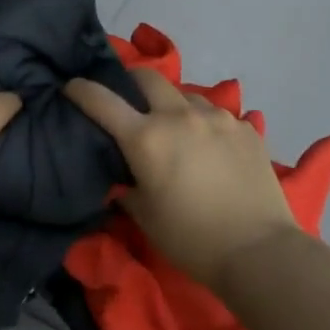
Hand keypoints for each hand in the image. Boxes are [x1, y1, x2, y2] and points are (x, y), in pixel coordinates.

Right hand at [65, 67, 301, 289]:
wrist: (258, 251)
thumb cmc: (190, 238)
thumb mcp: (144, 217)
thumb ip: (126, 188)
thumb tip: (122, 178)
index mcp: (146, 138)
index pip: (102, 100)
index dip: (80, 90)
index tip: (70, 87)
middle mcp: (179, 116)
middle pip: (147, 78)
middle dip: (131, 83)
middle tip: (129, 102)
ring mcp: (217, 118)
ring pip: (186, 95)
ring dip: (173, 106)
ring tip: (176, 130)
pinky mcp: (246, 129)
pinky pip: (217, 115)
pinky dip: (205, 125)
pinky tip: (210, 149)